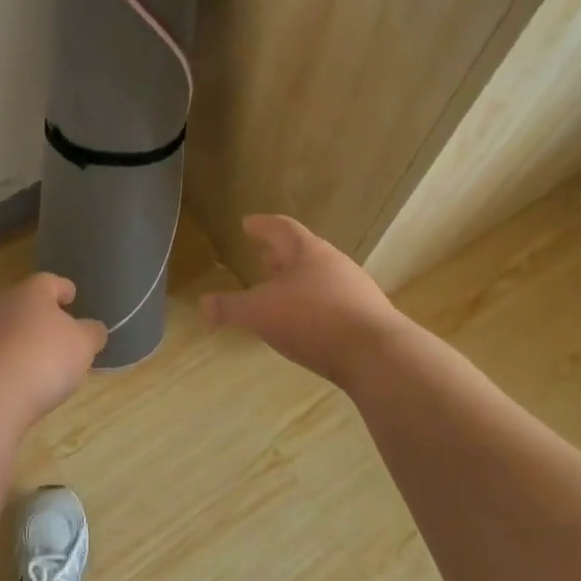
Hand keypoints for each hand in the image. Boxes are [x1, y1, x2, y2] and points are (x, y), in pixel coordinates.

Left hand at [0, 274, 106, 426]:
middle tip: (62, 333)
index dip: (64, 288)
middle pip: (27, 305)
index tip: (72, 296)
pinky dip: (10, 364)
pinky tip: (21, 383)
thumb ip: (92, 333)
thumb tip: (93, 328)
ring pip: (10, 330)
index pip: (50, 281)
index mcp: (32, 292)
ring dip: (25, 342)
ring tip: (43, 363)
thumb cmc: (44, 359)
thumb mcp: (83, 345)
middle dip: (43, 317)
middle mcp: (4, 305)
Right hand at [200, 215, 404, 387]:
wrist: (379, 356)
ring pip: (321, 278)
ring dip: (299, 283)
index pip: (281, 228)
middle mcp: (334, 264)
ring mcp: (356, 290)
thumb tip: (202, 305)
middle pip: (304, 252)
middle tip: (264, 259)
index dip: (262, 225)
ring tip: (283, 295)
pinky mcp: (369, 318)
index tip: (247, 224)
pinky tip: (308, 325)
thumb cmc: (313, 320)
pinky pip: (335, 303)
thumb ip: (229, 308)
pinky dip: (316, 306)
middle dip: (281, 256)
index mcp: (308, 252)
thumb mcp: (260, 314)